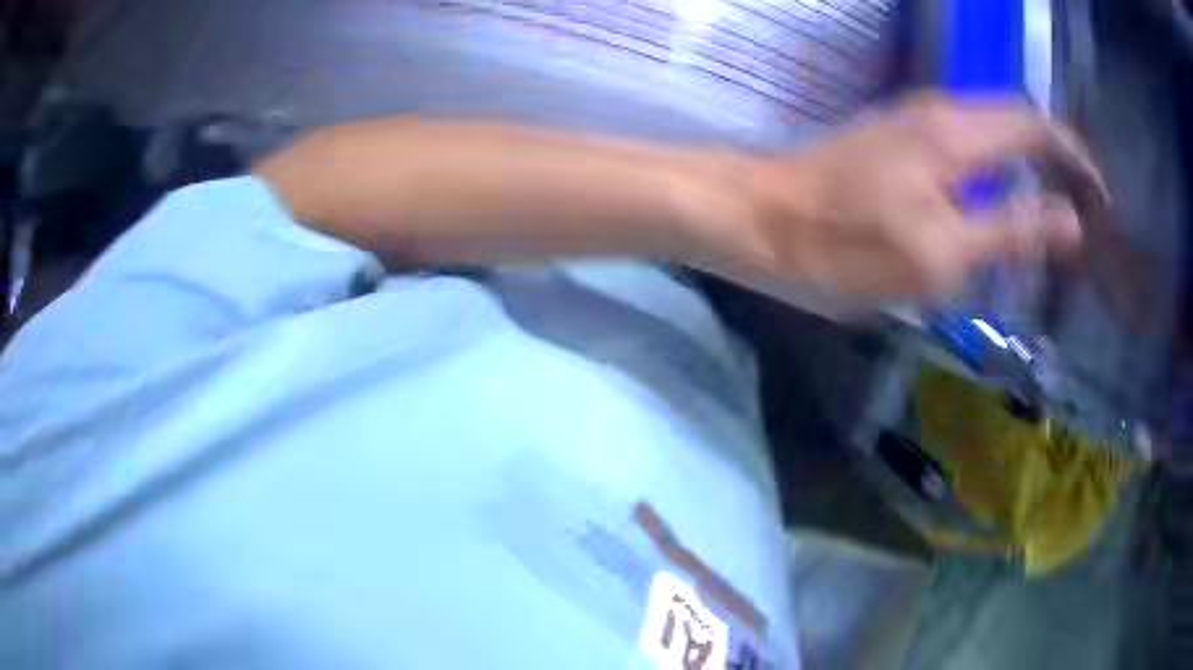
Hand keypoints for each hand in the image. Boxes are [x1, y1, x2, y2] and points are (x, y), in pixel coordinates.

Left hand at [727, 95, 1106, 304]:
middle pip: (1017, 122)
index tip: (1100, 196)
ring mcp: (913, 123)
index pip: (1037, 126)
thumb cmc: (844, 245)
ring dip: (1027, 164)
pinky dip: (995, 171)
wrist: (757, 220)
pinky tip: (998, 204)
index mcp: (957, 134)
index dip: (1076, 157)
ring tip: (1049, 211)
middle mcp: (939, 114)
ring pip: (991, 133)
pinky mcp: (894, 141)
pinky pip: (964, 148)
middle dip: (1056, 160)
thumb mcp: (940, 255)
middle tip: (1079, 209)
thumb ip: (1010, 231)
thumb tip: (1069, 220)